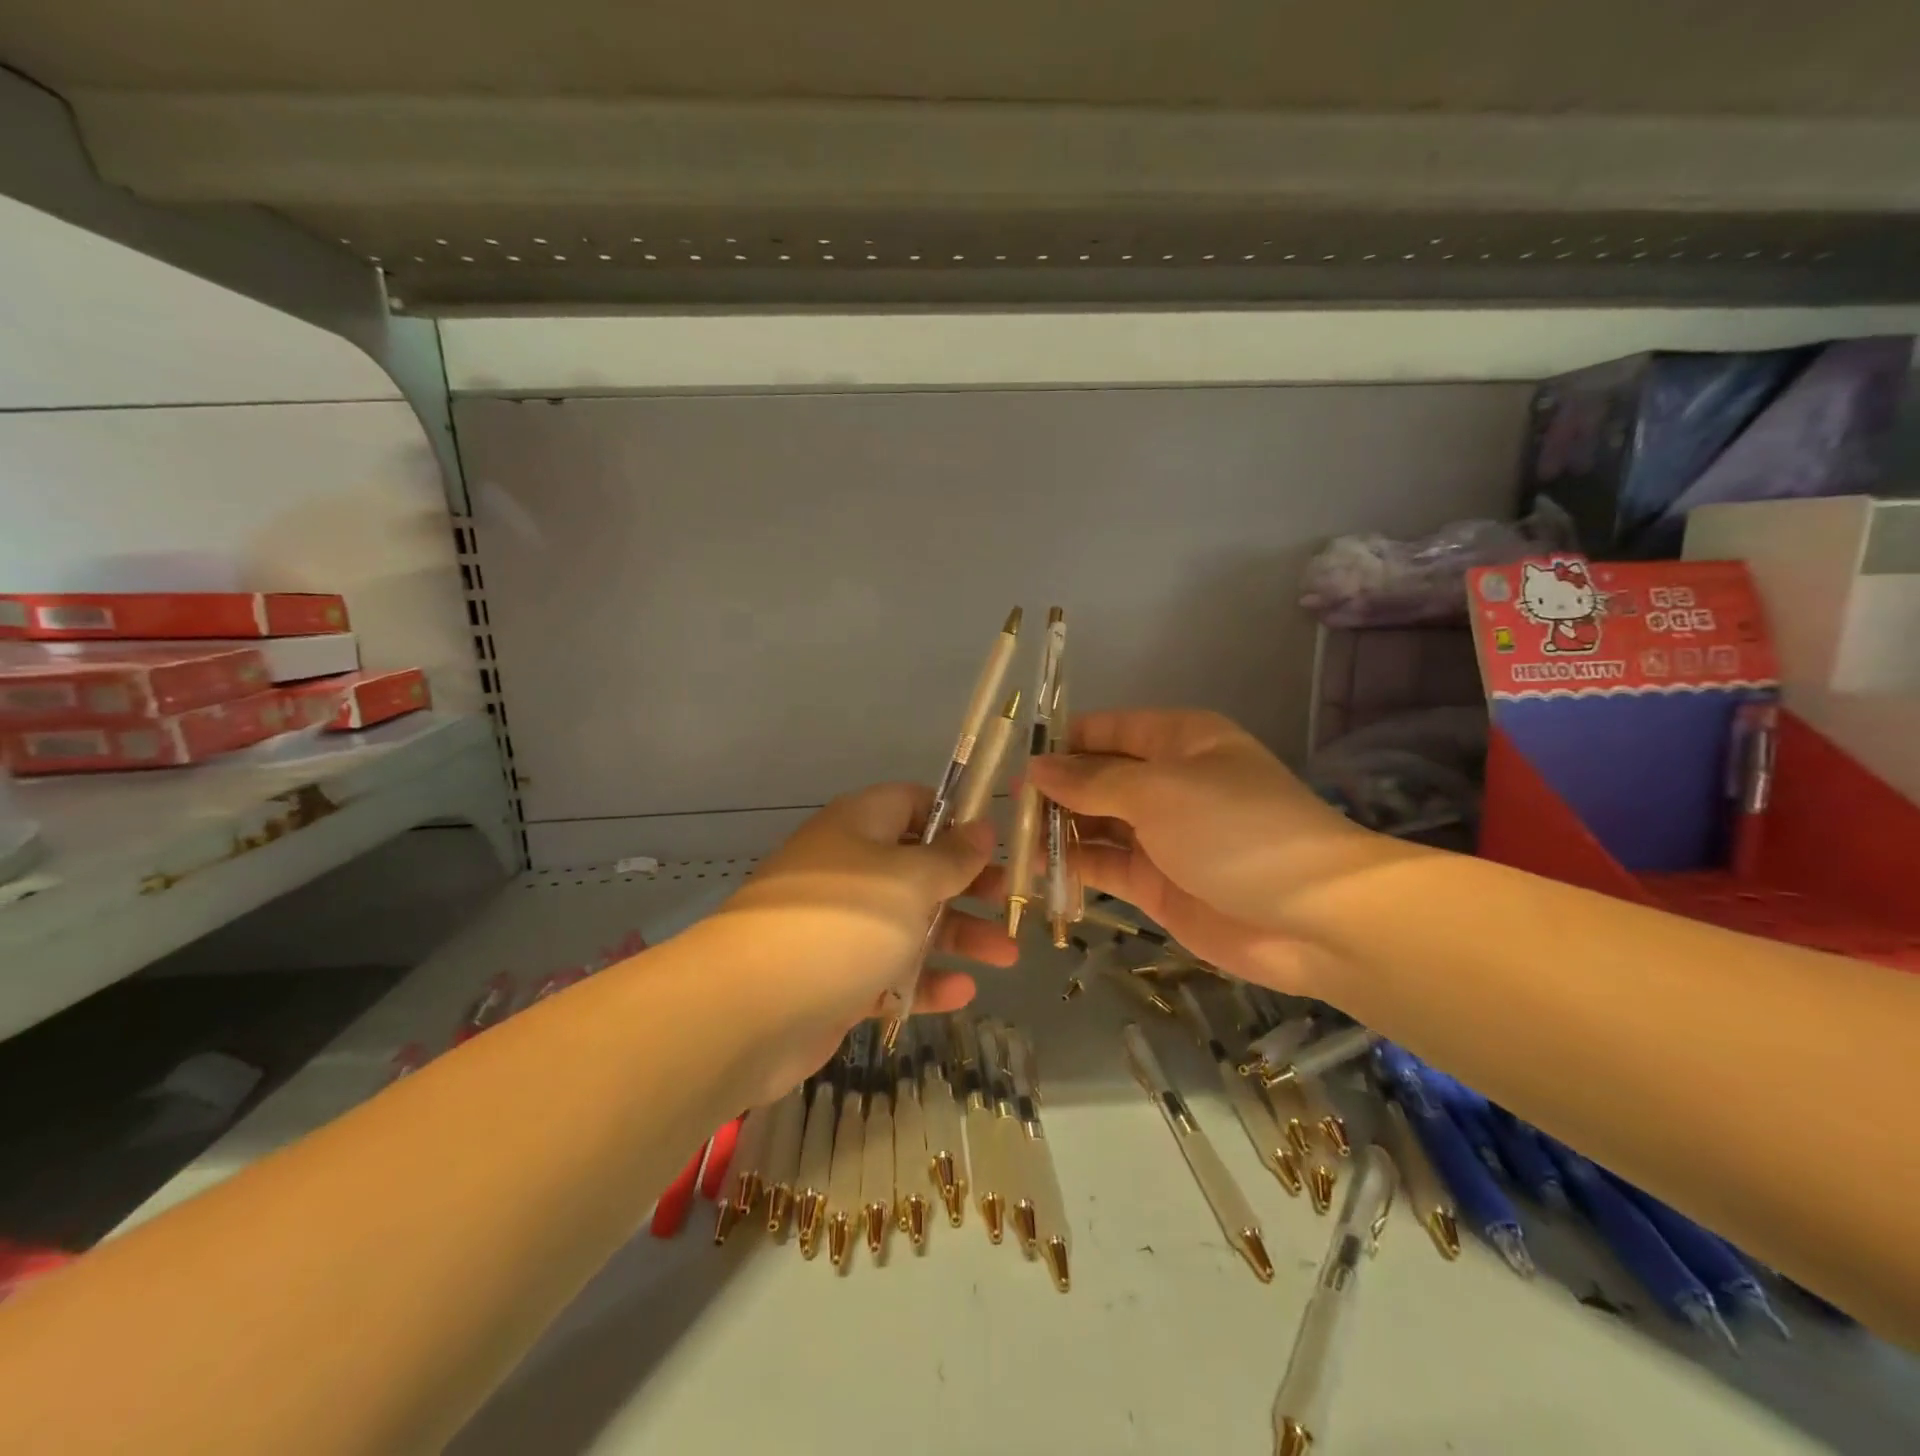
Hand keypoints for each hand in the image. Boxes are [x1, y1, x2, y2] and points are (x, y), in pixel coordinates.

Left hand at [705, 783, 1017, 1098]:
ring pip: (910, 923)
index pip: (913, 803)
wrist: (749, 1012)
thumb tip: (981, 827)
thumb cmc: (842, 924)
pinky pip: (889, 971)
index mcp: (859, 826)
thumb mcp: (910, 880)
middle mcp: (849, 868)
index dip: (957, 818)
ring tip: (1008, 957)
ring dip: (959, 936)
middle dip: (970, 885)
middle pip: (919, 867)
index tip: (998, 843)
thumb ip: (952, 857)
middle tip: (1012, 903)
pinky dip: (924, 980)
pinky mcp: (836, 978)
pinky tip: (962, 993)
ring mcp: (840, 926)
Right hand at [1028, 709, 1393, 994]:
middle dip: (1052, 791)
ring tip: (1009, 843)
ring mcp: (1161, 835)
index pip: (1104, 729)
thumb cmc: (1234, 830)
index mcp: (1177, 740)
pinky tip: (1037, 873)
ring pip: (1095, 824)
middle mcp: (1166, 781)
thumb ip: (1092, 780)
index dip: (1059, 742)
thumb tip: (1037, 768)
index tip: (1011, 761)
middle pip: (1096, 778)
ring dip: (1057, 831)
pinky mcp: (1157, 883)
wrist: (1312, 918)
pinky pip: (1106, 866)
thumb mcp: (1158, 791)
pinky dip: (1074, 868)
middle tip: (1001, 811)